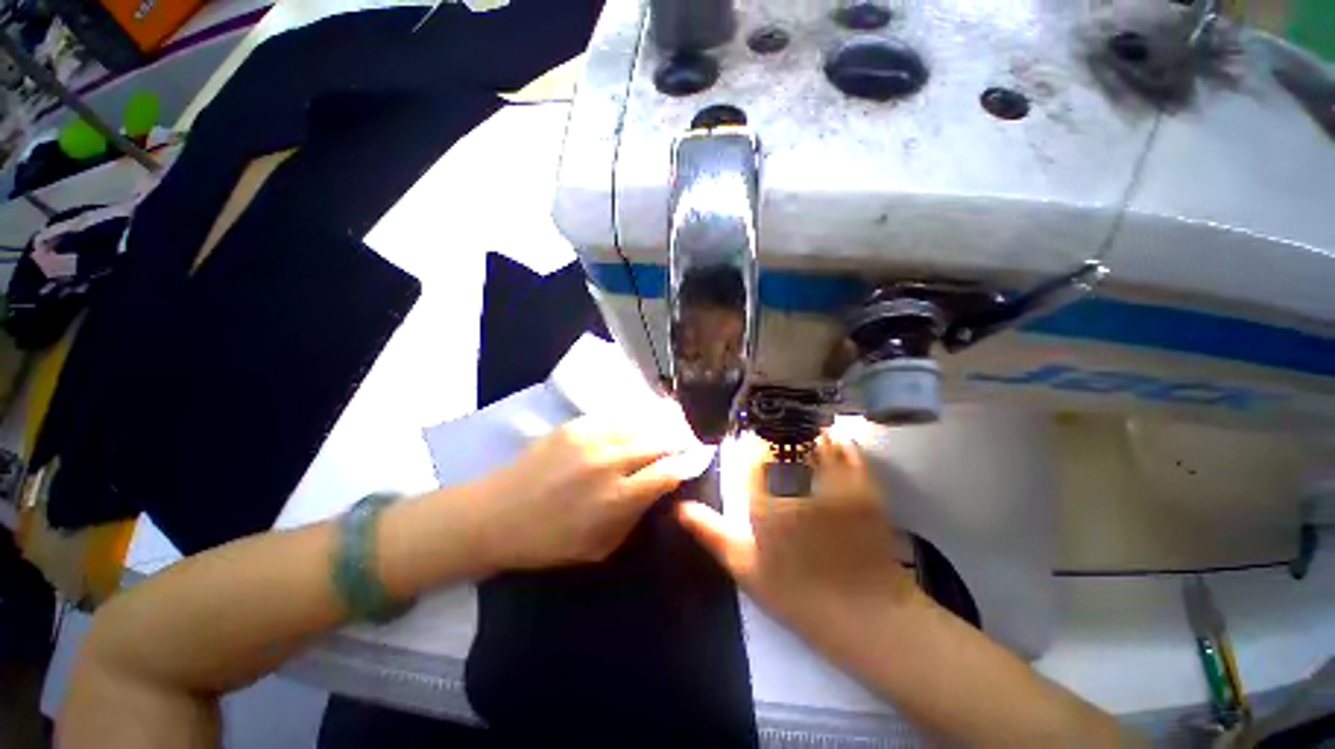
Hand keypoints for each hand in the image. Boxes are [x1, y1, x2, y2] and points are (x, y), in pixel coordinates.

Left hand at [477, 416, 687, 570]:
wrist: (495, 514)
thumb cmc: (548, 541)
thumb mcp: (599, 548)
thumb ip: (633, 518)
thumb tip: (656, 494)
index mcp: (617, 498)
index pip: (667, 473)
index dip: (684, 467)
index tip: (688, 466)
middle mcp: (609, 462)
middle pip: (657, 443)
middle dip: (674, 444)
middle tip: (680, 446)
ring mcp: (591, 439)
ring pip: (638, 424)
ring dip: (654, 429)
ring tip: (662, 431)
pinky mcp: (574, 426)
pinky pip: (613, 417)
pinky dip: (629, 421)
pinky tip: (633, 423)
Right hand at [676, 434, 918, 634]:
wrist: (867, 615)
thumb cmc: (797, 594)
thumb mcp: (744, 566)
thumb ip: (709, 531)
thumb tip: (678, 507)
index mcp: (763, 497)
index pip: (750, 449)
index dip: (746, 440)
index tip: (744, 441)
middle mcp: (796, 480)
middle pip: (780, 437)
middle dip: (771, 432)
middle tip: (768, 437)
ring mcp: (833, 478)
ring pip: (811, 436)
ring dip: (801, 432)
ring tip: (794, 435)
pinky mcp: (862, 482)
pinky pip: (845, 447)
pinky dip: (832, 440)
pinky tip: (826, 444)